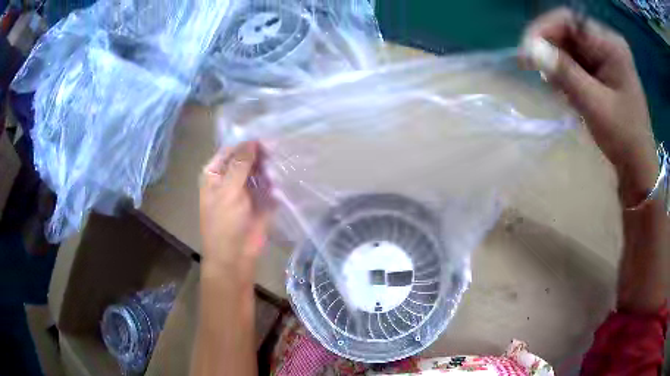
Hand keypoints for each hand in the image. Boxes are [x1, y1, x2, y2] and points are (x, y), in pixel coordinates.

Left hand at [199, 141, 273, 278]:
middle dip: (261, 155)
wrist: (234, 257)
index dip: (247, 143)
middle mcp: (230, 179)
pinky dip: (276, 181)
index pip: (231, 150)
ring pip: (260, 171)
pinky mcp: (260, 201)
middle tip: (278, 150)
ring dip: (270, 167)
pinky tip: (284, 177)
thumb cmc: (224, 223)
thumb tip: (252, 140)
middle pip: (247, 159)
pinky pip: (269, 186)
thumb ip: (241, 164)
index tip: (267, 138)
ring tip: (283, 163)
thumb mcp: (228, 190)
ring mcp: (246, 190)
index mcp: (215, 174)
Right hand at [520, 8, 657, 206]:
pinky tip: (567, 93)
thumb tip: (530, 50)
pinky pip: (576, 62)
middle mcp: (607, 43)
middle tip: (538, 74)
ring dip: (558, 65)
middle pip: (567, 32)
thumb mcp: (595, 105)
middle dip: (550, 50)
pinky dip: (566, 75)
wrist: (638, 166)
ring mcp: (605, 55)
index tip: (526, 54)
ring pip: (569, 47)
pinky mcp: (602, 69)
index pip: (569, 21)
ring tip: (558, 91)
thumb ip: (565, 73)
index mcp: (611, 45)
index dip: (543, 31)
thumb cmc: (623, 137)